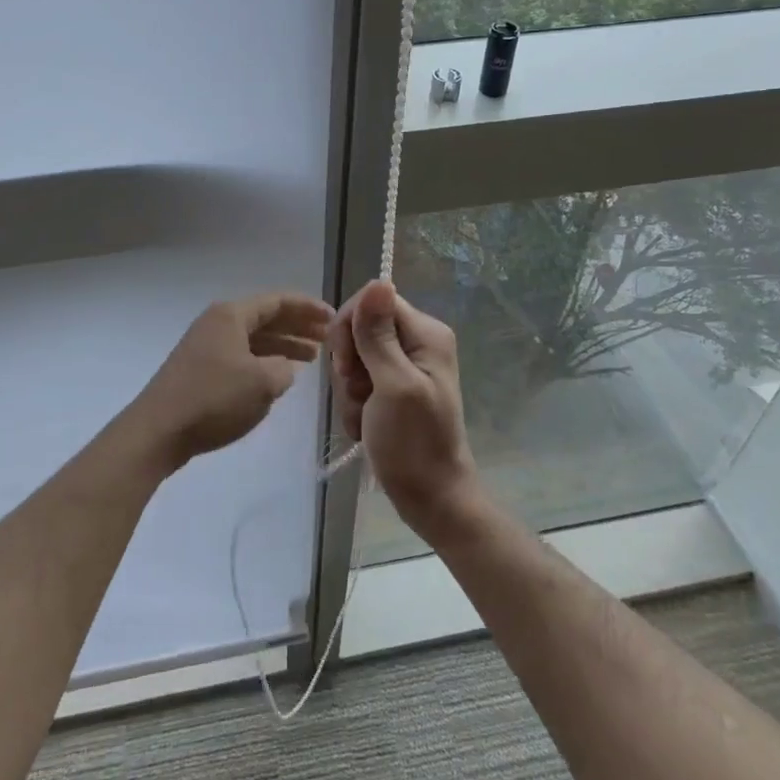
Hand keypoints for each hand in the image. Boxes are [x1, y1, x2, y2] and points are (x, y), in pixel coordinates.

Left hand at [132, 292, 332, 469]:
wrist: (159, 430)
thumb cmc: (213, 399)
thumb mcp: (262, 383)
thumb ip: (284, 369)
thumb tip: (283, 367)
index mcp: (231, 315)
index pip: (277, 301)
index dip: (308, 308)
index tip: (334, 318)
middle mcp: (218, 323)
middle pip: (266, 318)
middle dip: (298, 326)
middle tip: (327, 338)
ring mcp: (206, 346)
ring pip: (254, 339)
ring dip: (283, 345)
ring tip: (311, 358)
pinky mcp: (200, 369)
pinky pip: (242, 356)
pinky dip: (264, 361)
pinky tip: (279, 375)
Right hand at [328, 280, 479, 537]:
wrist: (430, 499)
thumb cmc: (414, 444)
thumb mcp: (393, 385)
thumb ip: (379, 335)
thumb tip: (377, 280)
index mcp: (425, 333)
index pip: (372, 302)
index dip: (350, 329)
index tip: (350, 367)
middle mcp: (417, 342)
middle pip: (359, 329)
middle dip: (349, 366)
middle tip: (361, 395)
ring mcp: (404, 367)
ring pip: (353, 358)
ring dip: (349, 391)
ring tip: (365, 417)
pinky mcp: (392, 389)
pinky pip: (358, 382)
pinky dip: (354, 405)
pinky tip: (365, 427)